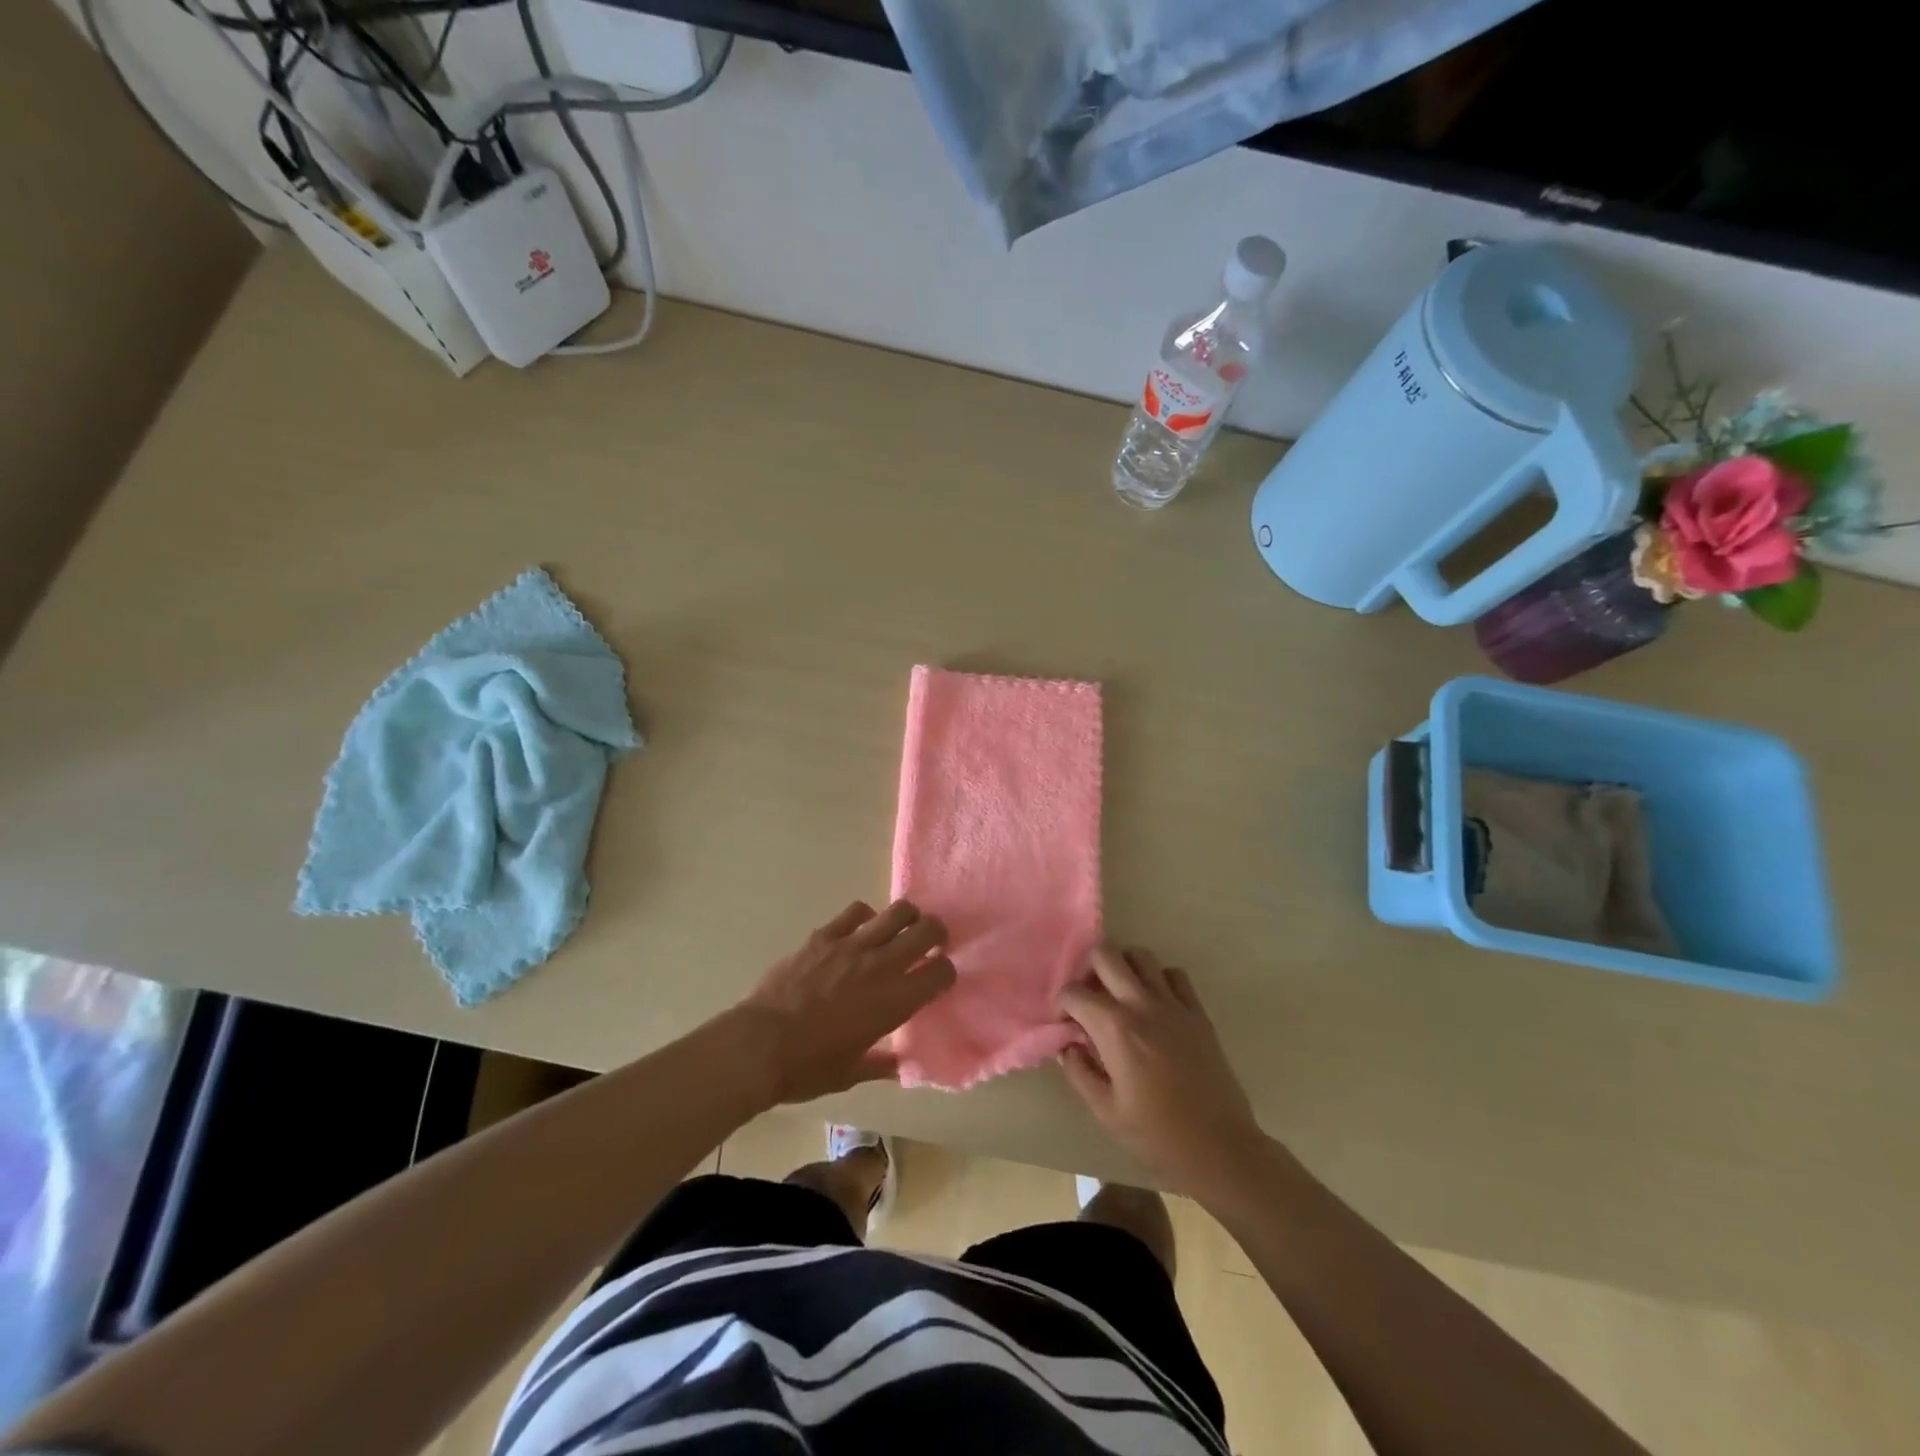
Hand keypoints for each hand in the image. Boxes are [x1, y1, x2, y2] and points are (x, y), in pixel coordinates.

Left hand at [733, 899, 956, 1105]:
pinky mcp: (824, 936)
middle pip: (926, 931)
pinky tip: (862, 929)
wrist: (759, 1046)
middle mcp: (880, 966)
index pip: (940, 973)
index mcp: (894, 1002)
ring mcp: (851, 945)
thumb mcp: (851, 1075)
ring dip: (908, 917)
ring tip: (904, 927)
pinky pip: (856, 911)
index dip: (946, 972)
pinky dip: (867, 917)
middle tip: (932, 943)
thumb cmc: (808, 1068)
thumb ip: (881, 1065)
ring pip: (896, 912)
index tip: (940, 978)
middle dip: (937, 934)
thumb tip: (900, 1065)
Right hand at [1059, 946, 1263, 1197]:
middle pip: (1106, 955)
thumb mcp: (1106, 1112)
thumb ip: (1079, 1072)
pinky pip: (1174, 974)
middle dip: (1088, 969)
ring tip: (1120, 995)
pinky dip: (1159, 979)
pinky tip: (1155, 1003)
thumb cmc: (1158, 1135)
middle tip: (1089, 997)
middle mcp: (1142, 1005)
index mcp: (1115, 1030)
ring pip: (1141, 956)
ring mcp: (1174, 1005)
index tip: (1066, 1023)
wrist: (1220, 1147)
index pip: (1075, 993)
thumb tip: (1067, 1046)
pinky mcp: (1198, 1012)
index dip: (1063, 1004)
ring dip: (1124, 968)